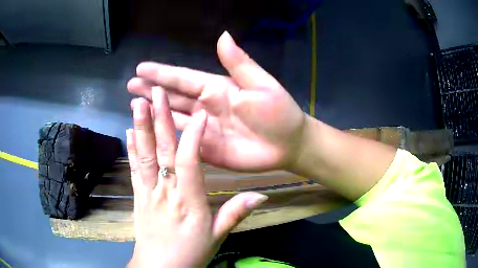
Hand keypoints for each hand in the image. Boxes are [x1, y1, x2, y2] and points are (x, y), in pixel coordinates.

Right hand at [127, 31, 305, 171]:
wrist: (288, 144)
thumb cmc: (278, 112)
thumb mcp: (260, 84)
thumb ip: (238, 63)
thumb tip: (222, 34)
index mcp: (216, 88)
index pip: (182, 78)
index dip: (161, 72)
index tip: (141, 68)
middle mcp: (205, 107)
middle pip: (172, 97)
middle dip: (150, 90)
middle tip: (130, 85)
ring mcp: (204, 130)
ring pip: (173, 118)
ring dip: (154, 112)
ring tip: (134, 104)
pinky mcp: (206, 150)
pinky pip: (182, 142)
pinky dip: (166, 136)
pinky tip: (152, 131)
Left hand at [127, 91, 267, 266]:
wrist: (160, 267)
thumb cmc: (191, 252)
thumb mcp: (218, 235)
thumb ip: (237, 212)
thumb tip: (262, 194)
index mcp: (189, 201)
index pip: (190, 162)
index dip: (194, 136)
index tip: (200, 113)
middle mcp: (165, 191)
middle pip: (161, 151)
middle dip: (159, 119)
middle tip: (154, 93)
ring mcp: (147, 192)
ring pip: (144, 155)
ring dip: (140, 127)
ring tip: (137, 103)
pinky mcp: (137, 196)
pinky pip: (134, 168)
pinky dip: (131, 148)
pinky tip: (128, 131)